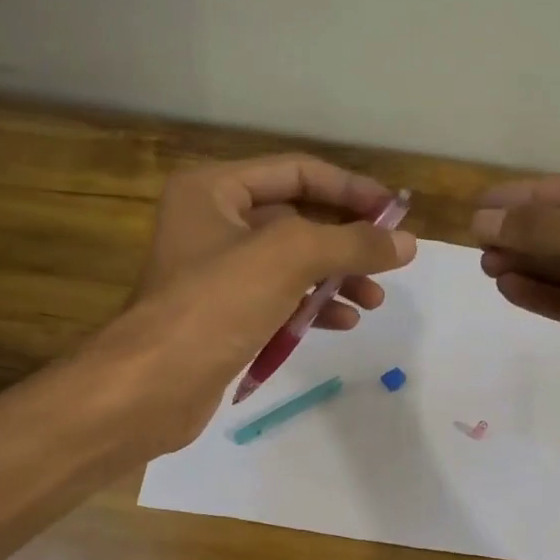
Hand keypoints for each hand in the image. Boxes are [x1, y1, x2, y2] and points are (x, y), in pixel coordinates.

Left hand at [90, 154, 416, 454]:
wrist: (151, 387)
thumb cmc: (215, 304)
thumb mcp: (288, 258)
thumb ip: (351, 244)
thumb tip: (407, 243)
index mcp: (214, 189)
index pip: (297, 172)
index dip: (350, 189)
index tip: (395, 215)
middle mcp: (213, 222)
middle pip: (298, 218)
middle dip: (346, 242)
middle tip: (389, 263)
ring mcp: (217, 272)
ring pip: (292, 263)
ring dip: (336, 278)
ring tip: (373, 301)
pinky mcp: (224, 315)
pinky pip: (279, 298)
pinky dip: (312, 307)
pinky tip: (343, 324)